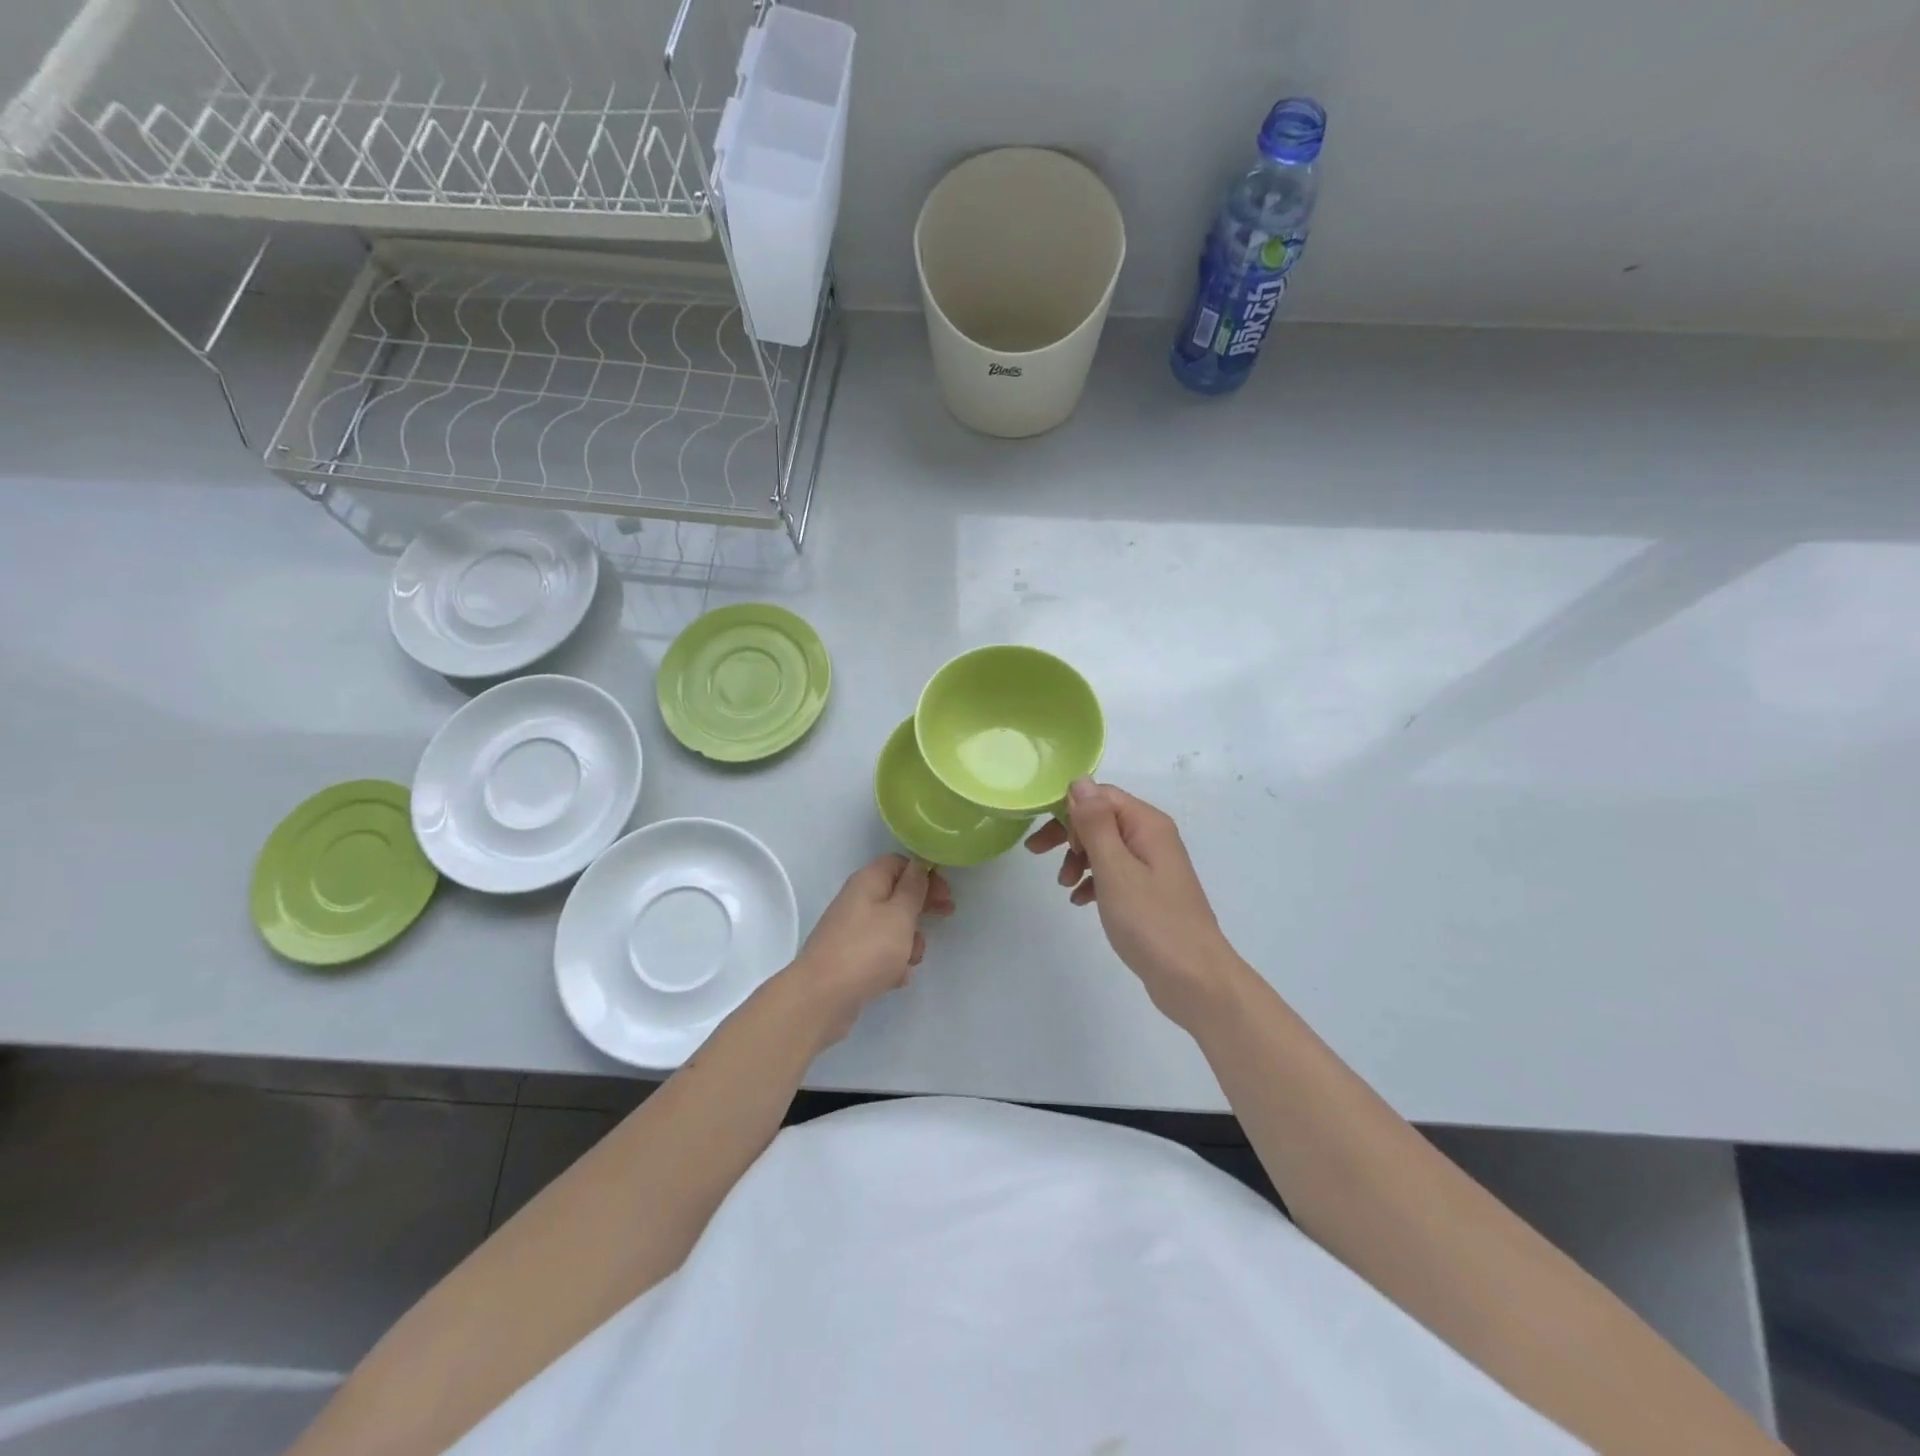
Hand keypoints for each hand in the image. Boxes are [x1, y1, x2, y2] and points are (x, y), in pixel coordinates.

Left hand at [787, 854, 954, 1044]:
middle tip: (945, 916)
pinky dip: (892, 963)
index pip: (899, 863)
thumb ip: (914, 888)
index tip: (945, 892)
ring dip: (908, 941)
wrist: (821, 998)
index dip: (924, 874)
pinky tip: (895, 979)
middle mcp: (857, 901)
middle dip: (921, 907)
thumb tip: (920, 864)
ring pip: (891, 927)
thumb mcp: (900, 914)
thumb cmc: (867, 950)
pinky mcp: (849, 959)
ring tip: (911, 959)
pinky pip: (879, 953)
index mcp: (867, 882)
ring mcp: (851, 931)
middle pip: (896, 894)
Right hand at [1026, 778, 1239, 1026]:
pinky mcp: (1150, 892)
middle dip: (1068, 834)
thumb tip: (1080, 780)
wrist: (1195, 981)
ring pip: (1105, 846)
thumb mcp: (1115, 869)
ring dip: (1078, 859)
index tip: (1044, 835)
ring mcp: (1153, 866)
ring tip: (1064, 886)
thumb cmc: (1151, 921)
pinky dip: (1093, 881)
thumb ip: (1095, 823)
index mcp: (1147, 824)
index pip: (1100, 796)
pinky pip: (1115, 873)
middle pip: (1101, 819)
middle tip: (1037, 853)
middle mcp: (1153, 837)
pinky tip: (1080, 901)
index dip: (1068, 809)